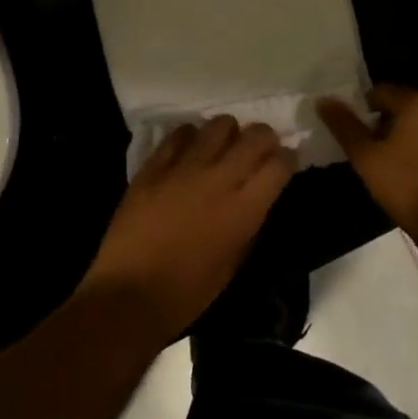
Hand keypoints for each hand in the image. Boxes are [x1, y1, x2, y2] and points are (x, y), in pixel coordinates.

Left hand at [80, 117, 297, 340]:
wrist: (129, 293)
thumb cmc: (187, 292)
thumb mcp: (233, 263)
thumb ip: (249, 224)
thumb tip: (256, 198)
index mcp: (243, 209)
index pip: (279, 164)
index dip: (288, 158)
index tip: (286, 160)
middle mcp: (219, 178)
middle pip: (255, 136)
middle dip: (264, 137)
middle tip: (260, 148)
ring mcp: (184, 167)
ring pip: (218, 125)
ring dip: (228, 132)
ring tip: (223, 146)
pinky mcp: (154, 165)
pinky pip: (180, 133)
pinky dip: (191, 136)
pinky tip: (190, 150)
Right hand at [318, 85, 417, 248]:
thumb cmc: (406, 184)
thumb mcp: (366, 157)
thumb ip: (344, 126)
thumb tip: (323, 100)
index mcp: (417, 102)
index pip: (379, 92)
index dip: (362, 111)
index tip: (355, 134)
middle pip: (402, 108)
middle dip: (384, 125)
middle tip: (370, 151)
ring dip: (405, 139)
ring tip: (391, 166)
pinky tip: (415, 177)